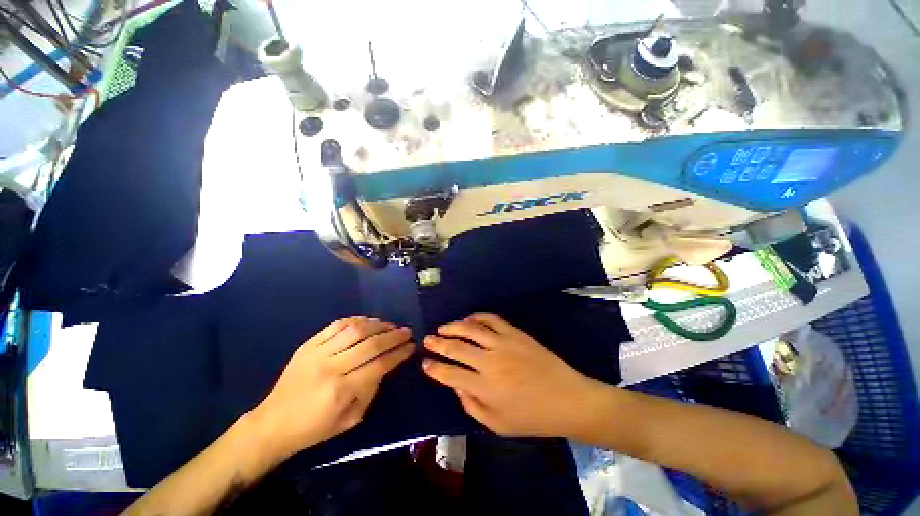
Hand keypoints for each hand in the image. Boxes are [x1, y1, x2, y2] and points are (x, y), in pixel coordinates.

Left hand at [250, 317, 413, 463]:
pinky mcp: (307, 344)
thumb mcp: (351, 420)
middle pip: (370, 344)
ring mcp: (317, 353)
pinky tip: (368, 321)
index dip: (399, 353)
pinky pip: (336, 325)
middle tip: (406, 331)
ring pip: (355, 329)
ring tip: (390, 325)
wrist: (273, 423)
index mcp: (341, 391)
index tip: (411, 346)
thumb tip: (386, 364)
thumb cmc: (315, 428)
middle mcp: (330, 368)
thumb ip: (371, 390)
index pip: (379, 365)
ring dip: (378, 324)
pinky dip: (356, 320)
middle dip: (393, 335)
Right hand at [421, 313, 604, 438]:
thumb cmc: (532, 417)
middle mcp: (490, 362)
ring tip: (442, 327)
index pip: (449, 374)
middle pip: (456, 348)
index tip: (424, 363)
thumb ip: (471, 405)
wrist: (567, 399)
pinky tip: (469, 319)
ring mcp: (503, 344)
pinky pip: (492, 319)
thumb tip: (456, 385)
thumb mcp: (497, 425)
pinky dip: (478, 317)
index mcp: (484, 387)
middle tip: (426, 339)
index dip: (434, 368)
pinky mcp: (516, 333)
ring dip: (453, 326)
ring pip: (471, 329)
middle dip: (437, 343)